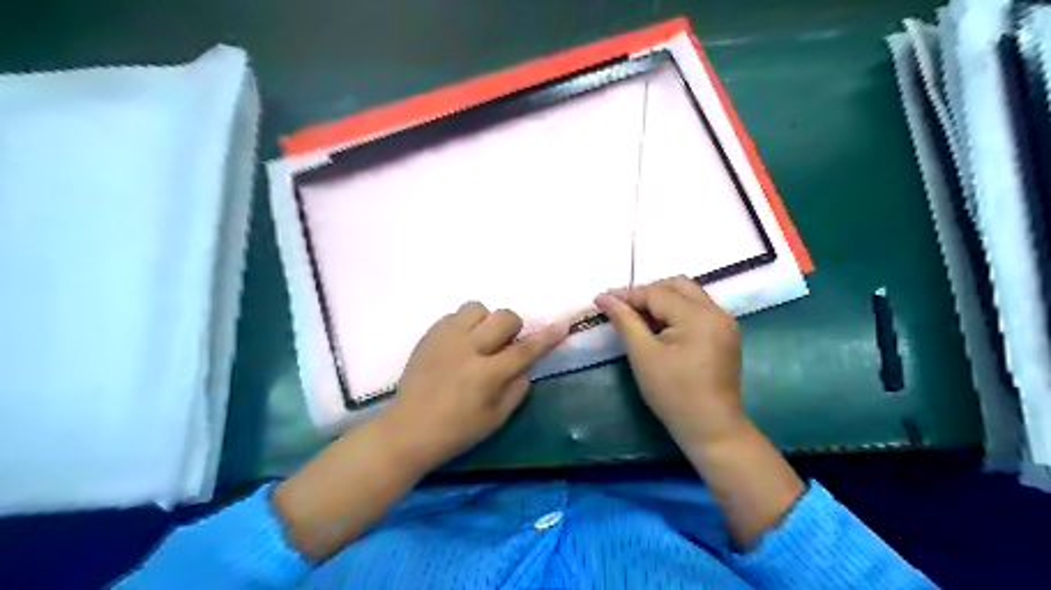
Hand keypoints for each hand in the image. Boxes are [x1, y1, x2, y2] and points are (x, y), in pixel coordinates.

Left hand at [384, 302, 566, 471]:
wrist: (408, 429)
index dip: (547, 337)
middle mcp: (467, 349)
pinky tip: (459, 344)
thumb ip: (517, 388)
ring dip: (485, 322)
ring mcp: (445, 338)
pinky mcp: (429, 335)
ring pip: (477, 308)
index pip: (525, 349)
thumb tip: (526, 364)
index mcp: (486, 375)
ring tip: (478, 341)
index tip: (562, 326)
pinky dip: (464, 325)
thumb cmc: (457, 431)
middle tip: (504, 345)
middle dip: (512, 328)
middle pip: (503, 317)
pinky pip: (454, 315)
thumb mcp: (496, 418)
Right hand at [600, 277, 745, 446]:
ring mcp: (725, 323)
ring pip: (689, 296)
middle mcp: (717, 312)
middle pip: (678, 285)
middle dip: (647, 292)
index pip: (657, 293)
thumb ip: (625, 321)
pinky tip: (660, 329)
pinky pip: (697, 311)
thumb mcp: (643, 355)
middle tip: (623, 308)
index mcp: (698, 316)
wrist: (711, 429)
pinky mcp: (725, 335)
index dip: (628, 295)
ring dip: (662, 301)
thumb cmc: (673, 393)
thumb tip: (604, 297)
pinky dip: (676, 312)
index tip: (602, 299)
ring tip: (638, 318)